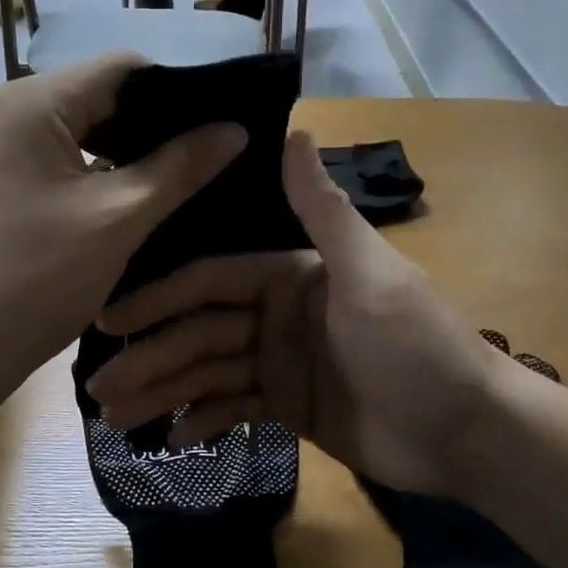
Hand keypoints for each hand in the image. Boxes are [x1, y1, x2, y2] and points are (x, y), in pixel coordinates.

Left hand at [0, 55, 244, 405]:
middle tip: (201, 161)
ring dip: (120, 155)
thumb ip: (179, 168)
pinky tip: (124, 202)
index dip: (177, 94)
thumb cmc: (36, 281)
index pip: (120, 69)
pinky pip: (49, 162)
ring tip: (171, 184)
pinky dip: (88, 176)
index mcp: (28, 104)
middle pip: (94, 98)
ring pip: (73, 133)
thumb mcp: (118, 220)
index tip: (217, 128)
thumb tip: (235, 129)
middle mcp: (0, 112)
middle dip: (150, 128)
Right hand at [85, 130, 506, 495]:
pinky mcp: (288, 406)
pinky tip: (171, 439)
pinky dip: (204, 419)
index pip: (209, 281)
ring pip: (208, 373)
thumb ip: (323, 211)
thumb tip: (292, 128)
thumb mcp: (370, 275)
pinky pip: (233, 408)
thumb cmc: (417, 347)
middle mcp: (276, 313)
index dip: (159, 298)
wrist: (467, 432)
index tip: (111, 319)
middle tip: (100, 387)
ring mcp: (279, 362)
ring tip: (118, 416)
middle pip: (199, 332)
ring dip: (164, 391)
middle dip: (151, 356)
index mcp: (290, 275)